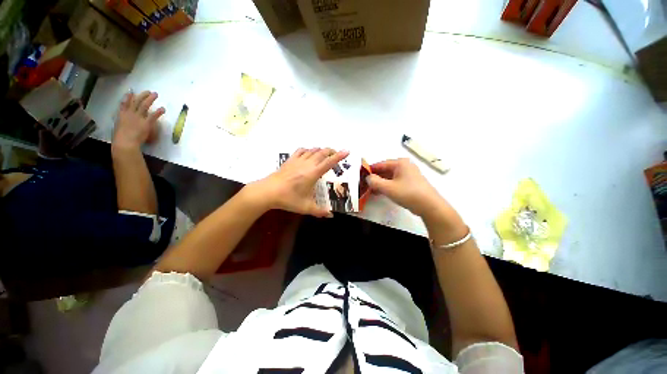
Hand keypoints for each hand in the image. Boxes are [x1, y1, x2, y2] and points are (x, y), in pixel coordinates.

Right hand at [112, 91, 164, 150]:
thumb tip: (126, 123)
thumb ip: (123, 123)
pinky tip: (163, 108)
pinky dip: (158, 111)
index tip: (131, 92)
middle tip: (148, 91)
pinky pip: (153, 116)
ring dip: (150, 99)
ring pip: (144, 105)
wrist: (125, 142)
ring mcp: (138, 117)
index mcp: (121, 115)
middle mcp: (129, 114)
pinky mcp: (146, 123)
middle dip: (142, 95)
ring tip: (155, 94)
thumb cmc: (121, 139)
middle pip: (136, 102)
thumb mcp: (119, 128)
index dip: (128, 97)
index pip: (124, 104)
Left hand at [249, 148, 348, 217]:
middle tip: (337, 154)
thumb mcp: (306, 207)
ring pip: (313, 150)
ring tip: (325, 155)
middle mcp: (307, 164)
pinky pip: (301, 150)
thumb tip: (331, 215)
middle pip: (322, 153)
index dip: (339, 156)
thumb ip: (319, 211)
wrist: (268, 192)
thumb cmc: (288, 199)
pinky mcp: (290, 160)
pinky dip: (308, 150)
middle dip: (332, 151)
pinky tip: (309, 153)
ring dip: (321, 150)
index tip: (347, 151)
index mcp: (313, 173)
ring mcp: (298, 160)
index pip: (329, 162)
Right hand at [367, 158, 445, 217]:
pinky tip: (380, 192)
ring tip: (371, 190)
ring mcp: (408, 174)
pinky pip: (395, 182)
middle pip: (385, 170)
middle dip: (375, 177)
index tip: (361, 176)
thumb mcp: (388, 188)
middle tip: (365, 184)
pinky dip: (387, 186)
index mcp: (400, 163)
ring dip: (380, 183)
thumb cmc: (408, 193)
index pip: (380, 164)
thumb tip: (368, 178)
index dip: (370, 170)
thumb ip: (374, 182)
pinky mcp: (411, 183)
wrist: (429, 206)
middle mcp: (405, 166)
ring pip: (390, 177)